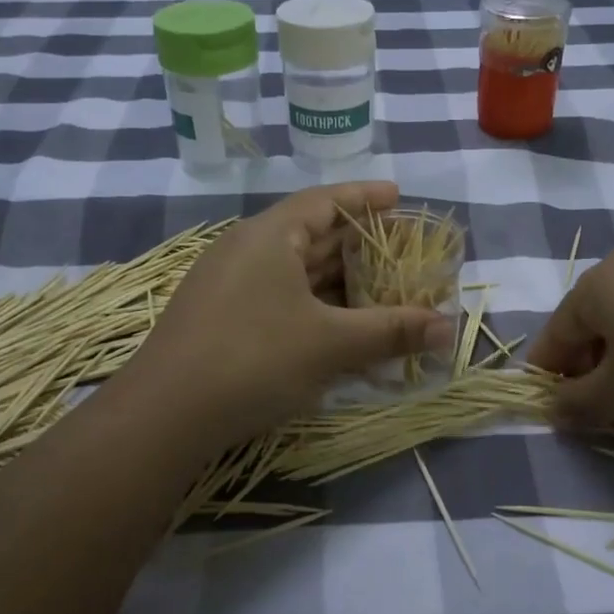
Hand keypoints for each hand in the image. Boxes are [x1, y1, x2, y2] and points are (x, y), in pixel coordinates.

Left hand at [121, 182, 454, 445]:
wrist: (164, 415)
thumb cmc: (254, 359)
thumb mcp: (331, 344)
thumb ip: (392, 331)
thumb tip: (450, 328)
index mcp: (268, 236)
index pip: (324, 201)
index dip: (364, 198)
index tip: (398, 197)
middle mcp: (244, 251)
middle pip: (310, 236)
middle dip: (357, 246)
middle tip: (400, 254)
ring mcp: (227, 286)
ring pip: (293, 273)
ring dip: (336, 283)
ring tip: (378, 292)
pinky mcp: (219, 320)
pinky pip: (278, 300)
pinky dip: (312, 308)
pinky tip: (335, 330)